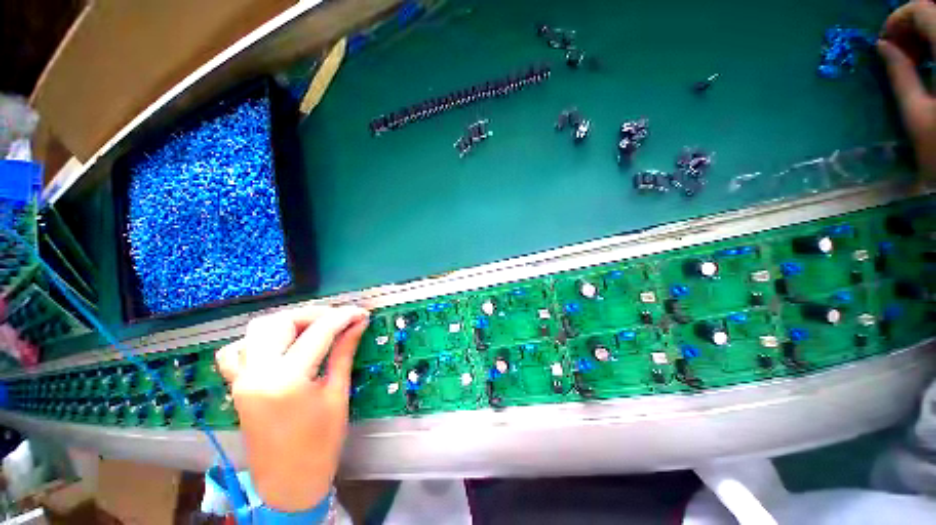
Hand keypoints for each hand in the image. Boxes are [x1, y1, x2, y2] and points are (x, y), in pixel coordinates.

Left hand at [216, 305, 369, 511]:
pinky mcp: (237, 386)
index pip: (319, 332)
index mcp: (287, 380)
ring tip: (314, 328)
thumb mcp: (337, 395)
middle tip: (339, 319)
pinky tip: (278, 346)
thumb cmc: (320, 444)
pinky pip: (237, 351)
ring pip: (257, 330)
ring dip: (289, 322)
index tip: (361, 313)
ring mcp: (241, 379)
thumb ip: (344, 353)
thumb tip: (358, 324)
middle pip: (281, 322)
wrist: (288, 483)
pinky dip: (257, 340)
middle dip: (314, 314)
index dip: (344, 317)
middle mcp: (257, 373)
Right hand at [879, 0, 935, 177]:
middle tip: (897, 50)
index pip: (922, 11)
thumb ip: (900, 75)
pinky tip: (932, 63)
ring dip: (926, 35)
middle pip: (934, 13)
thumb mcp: (917, 115)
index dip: (898, 19)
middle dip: (912, 25)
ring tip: (913, 58)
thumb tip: (882, 47)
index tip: (883, 42)